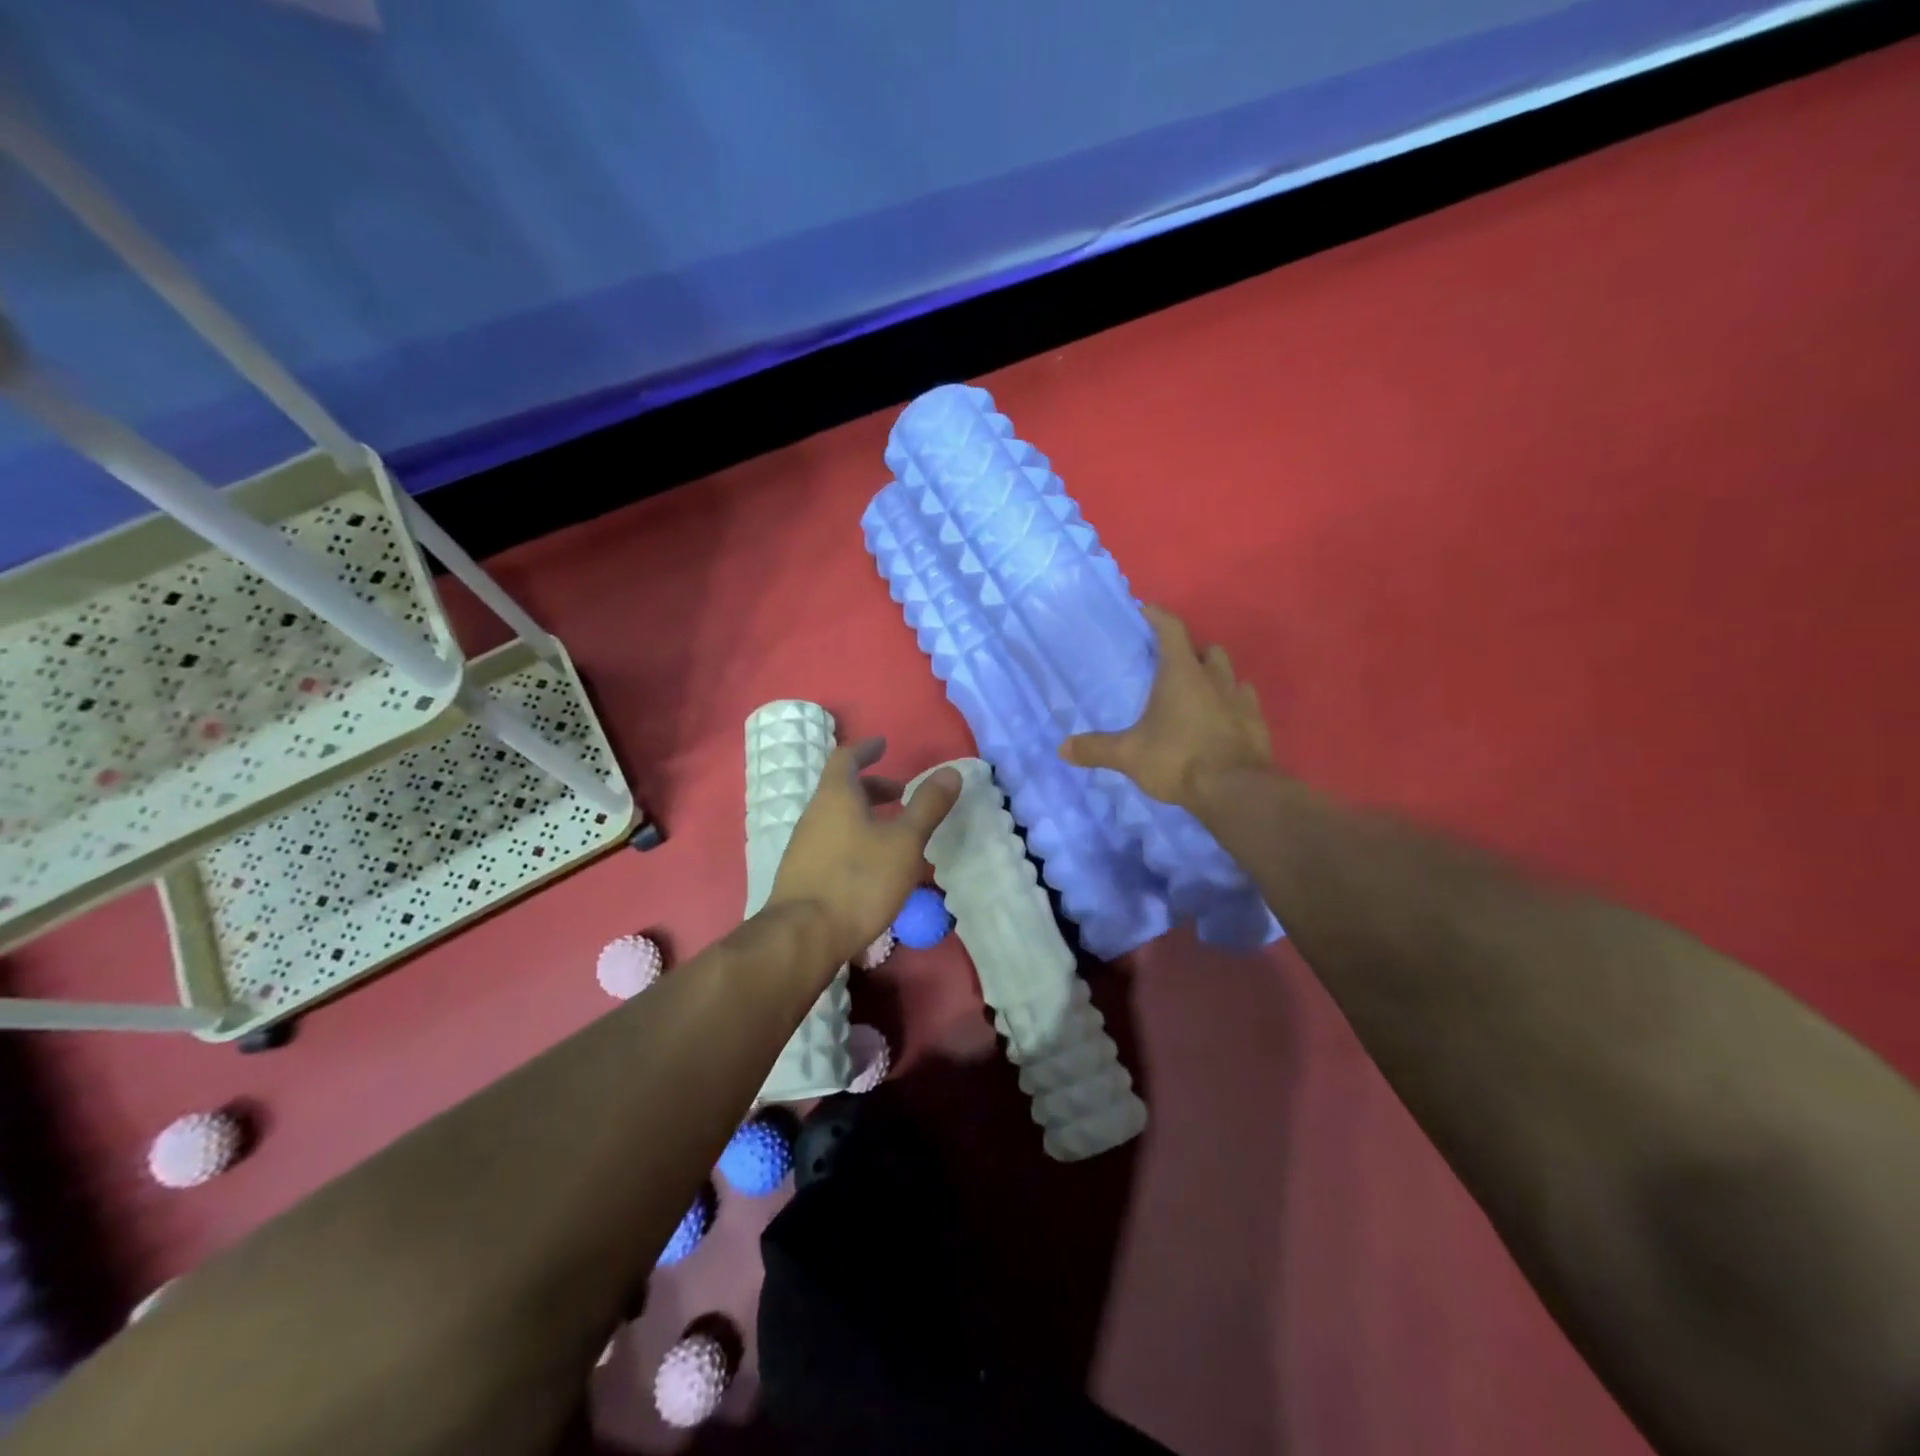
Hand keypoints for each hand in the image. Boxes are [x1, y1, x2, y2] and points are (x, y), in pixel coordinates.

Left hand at [765, 739, 961, 965]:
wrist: (804, 936)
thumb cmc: (859, 880)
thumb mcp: (904, 842)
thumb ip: (927, 806)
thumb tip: (950, 772)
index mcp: (836, 796)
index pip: (847, 758)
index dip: (866, 748)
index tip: (883, 744)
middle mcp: (814, 813)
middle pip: (842, 788)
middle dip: (872, 786)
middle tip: (901, 793)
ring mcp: (804, 845)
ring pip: (837, 817)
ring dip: (864, 814)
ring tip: (893, 831)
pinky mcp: (802, 873)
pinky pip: (831, 841)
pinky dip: (854, 838)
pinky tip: (872, 864)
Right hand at [1059, 605, 1273, 809]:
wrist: (1235, 790)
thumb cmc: (1178, 759)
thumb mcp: (1128, 755)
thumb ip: (1096, 748)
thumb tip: (1061, 748)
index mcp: (1181, 674)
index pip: (1171, 629)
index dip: (1158, 616)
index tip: (1146, 611)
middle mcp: (1214, 678)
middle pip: (1206, 650)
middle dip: (1191, 651)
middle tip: (1172, 665)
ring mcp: (1240, 700)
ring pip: (1230, 674)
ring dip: (1215, 677)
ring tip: (1198, 692)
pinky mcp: (1257, 724)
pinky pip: (1245, 702)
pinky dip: (1232, 704)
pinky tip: (1222, 719)